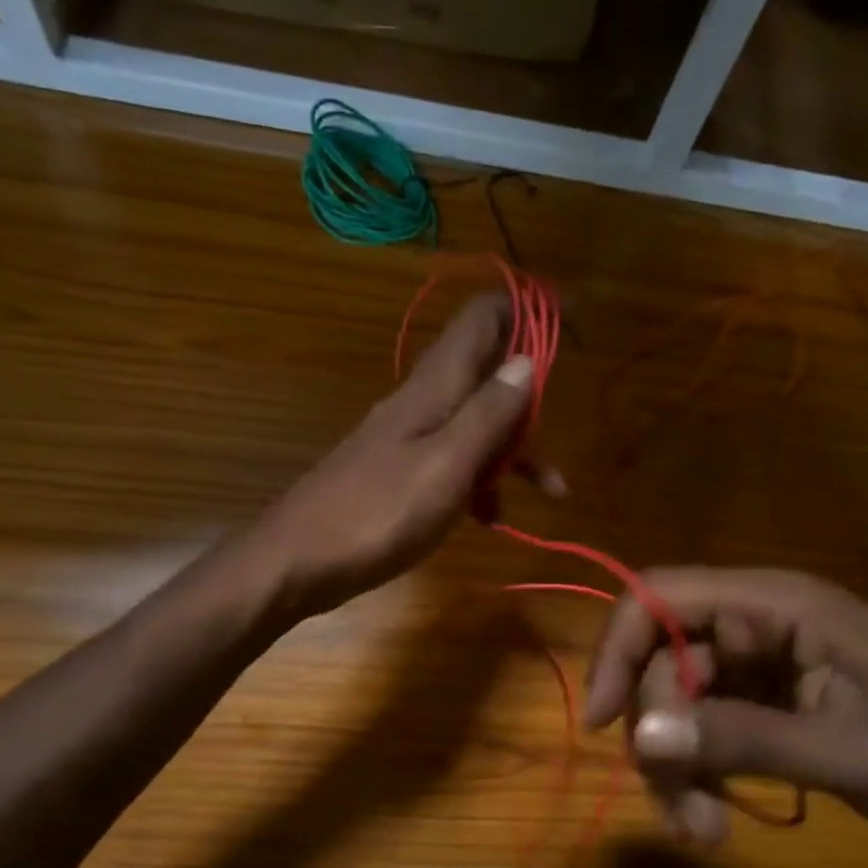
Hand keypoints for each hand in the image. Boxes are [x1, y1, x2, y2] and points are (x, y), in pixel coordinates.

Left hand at [243, 294, 541, 620]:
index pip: (482, 319)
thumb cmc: (377, 514)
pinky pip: (454, 463)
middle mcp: (422, 402)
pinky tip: (491, 519)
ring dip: (514, 452)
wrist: (297, 560)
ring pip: (476, 425)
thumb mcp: (446, 465)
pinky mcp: (399, 473)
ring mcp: (408, 438)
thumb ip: (487, 414)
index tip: (569, 315)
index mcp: (434, 388)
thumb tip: (526, 360)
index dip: (526, 307)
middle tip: (562, 439)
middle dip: (531, 403)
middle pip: (488, 375)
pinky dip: (480, 482)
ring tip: (550, 493)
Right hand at [583, 568, 867, 865]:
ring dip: (674, 768)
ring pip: (671, 702)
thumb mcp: (844, 750)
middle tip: (686, 815)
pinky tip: (713, 819)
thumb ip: (742, 739)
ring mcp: (754, 665)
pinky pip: (695, 728)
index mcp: (778, 604)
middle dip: (659, 738)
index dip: (619, 647)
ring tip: (705, 832)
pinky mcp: (756, 703)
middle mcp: (755, 623)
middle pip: (661, 662)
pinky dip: (693, 773)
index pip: (662, 595)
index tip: (600, 720)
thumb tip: (642, 736)